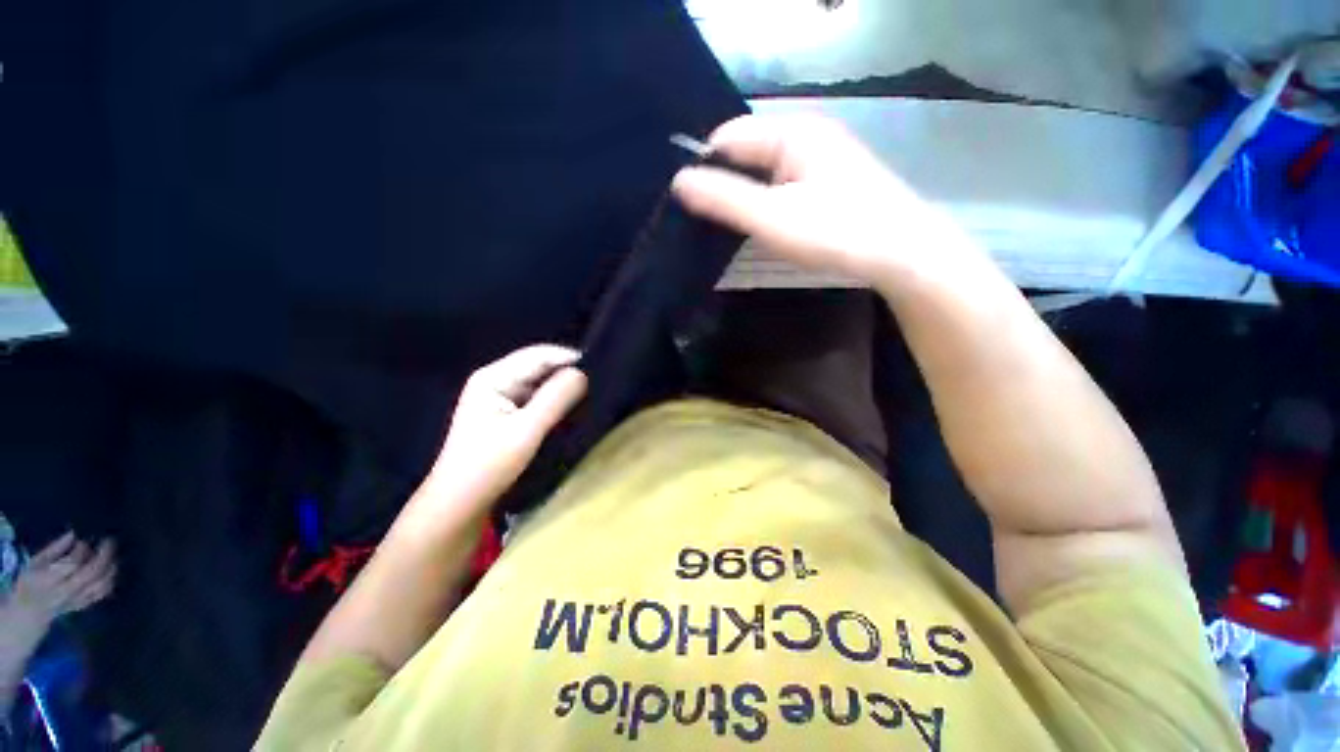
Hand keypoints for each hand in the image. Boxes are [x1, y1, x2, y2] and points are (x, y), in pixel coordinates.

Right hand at [2, 533, 116, 630]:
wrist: (30, 612)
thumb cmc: (30, 582)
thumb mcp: (35, 562)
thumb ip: (54, 549)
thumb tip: (73, 534)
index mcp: (51, 579)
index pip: (72, 564)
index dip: (82, 550)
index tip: (85, 539)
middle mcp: (66, 591)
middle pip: (91, 573)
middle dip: (104, 555)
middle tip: (109, 540)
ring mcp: (77, 600)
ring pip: (101, 584)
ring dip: (111, 567)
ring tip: (113, 554)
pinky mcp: (84, 606)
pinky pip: (102, 594)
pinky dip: (111, 581)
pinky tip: (112, 570)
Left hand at [421, 345, 587, 515]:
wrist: (460, 505)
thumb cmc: (488, 466)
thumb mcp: (526, 430)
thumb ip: (556, 399)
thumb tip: (582, 373)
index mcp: (493, 377)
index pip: (539, 355)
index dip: (569, 358)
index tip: (600, 368)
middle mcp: (497, 380)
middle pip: (540, 367)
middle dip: (567, 373)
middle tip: (599, 383)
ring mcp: (502, 398)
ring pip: (541, 384)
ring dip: (563, 389)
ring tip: (592, 394)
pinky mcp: (508, 414)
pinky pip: (538, 399)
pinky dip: (555, 402)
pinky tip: (573, 409)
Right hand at [672, 114, 976, 288]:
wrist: (903, 253)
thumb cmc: (836, 232)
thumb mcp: (772, 218)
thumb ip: (724, 199)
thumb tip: (678, 181)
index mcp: (791, 132)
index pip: (727, 137)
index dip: (704, 168)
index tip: (691, 208)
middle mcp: (806, 134)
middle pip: (746, 152)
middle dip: (724, 183)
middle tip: (709, 222)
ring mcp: (821, 157)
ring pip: (764, 169)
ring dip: (745, 194)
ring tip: (732, 226)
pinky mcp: (829, 180)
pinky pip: (782, 182)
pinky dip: (766, 200)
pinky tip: (764, 223)